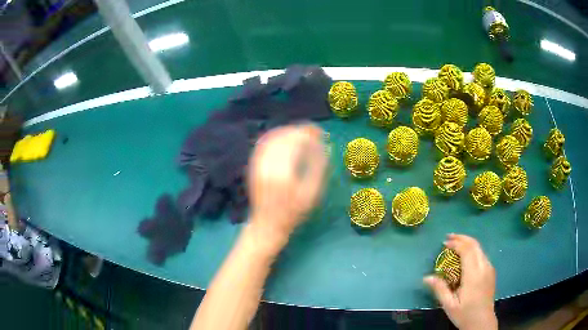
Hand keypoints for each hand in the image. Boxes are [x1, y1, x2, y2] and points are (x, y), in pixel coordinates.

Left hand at [247, 124, 327, 249]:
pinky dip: (274, 137)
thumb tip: (325, 147)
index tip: (319, 131)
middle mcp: (268, 166)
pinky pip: (263, 145)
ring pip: (272, 139)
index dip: (308, 133)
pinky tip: (284, 136)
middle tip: (312, 131)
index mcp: (284, 173)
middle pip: (283, 138)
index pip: (295, 142)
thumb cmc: (293, 213)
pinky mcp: (253, 166)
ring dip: (287, 131)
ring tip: (300, 132)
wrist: (267, 224)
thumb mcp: (311, 195)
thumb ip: (319, 169)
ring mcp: (258, 165)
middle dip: (299, 130)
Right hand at [424, 234, 497, 329]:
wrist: (482, 322)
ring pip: (479, 248)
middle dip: (462, 238)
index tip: (444, 243)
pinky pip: (482, 255)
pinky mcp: (491, 271)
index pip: (467, 250)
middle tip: (448, 238)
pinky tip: (465, 256)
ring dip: (467, 243)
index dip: (456, 243)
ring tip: (455, 245)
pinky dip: (472, 250)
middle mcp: (484, 267)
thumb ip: (440, 289)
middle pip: (475, 245)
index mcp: (474, 275)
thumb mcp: (449, 305)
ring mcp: (489, 268)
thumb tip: (426, 277)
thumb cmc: (465, 314)